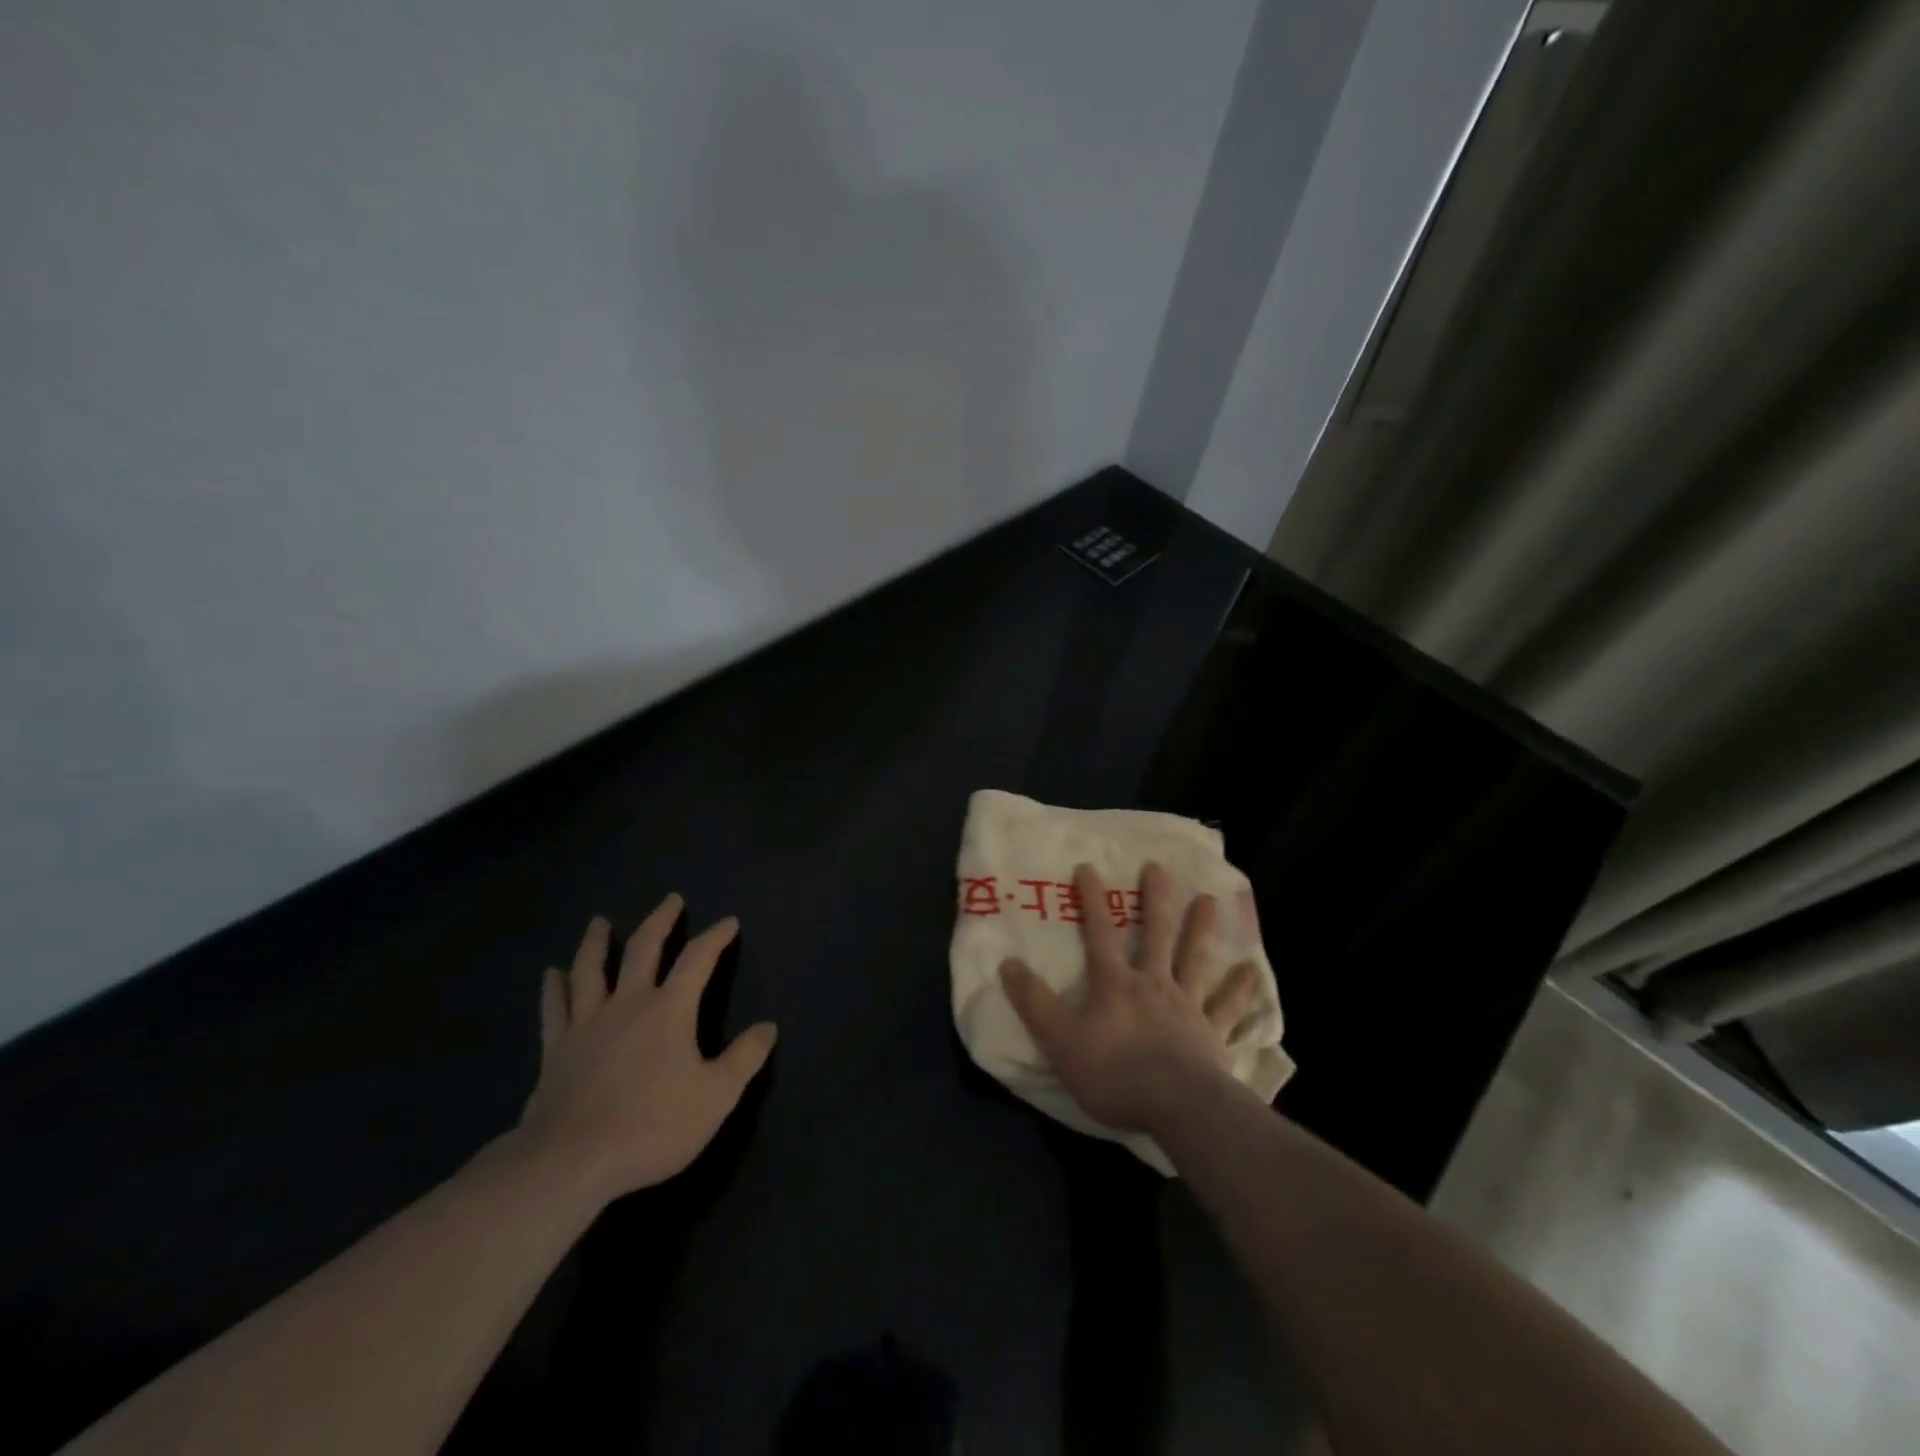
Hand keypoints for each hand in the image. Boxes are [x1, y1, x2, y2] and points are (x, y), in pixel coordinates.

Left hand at [517, 895, 777, 1200]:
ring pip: (591, 970)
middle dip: (661, 921)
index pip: (698, 959)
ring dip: (598, 943)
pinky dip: (554, 988)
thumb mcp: (715, 1096)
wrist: (571, 1162)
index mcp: (669, 1009)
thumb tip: (768, 1027)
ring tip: (600, 922)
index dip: (716, 937)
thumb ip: (744, 1058)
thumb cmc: (652, 1126)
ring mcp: (587, 1024)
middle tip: (671, 900)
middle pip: (644, 949)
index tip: (729, 921)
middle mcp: (627, 1003)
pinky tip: (551, 975)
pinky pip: (554, 1009)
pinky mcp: (556, 1049)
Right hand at [1000, 863, 1260, 1136]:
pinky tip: (1255, 973)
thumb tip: (1006, 963)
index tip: (1088, 867)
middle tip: (1159, 867)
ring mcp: (1188, 1007)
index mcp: (1115, 984)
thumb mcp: (1059, 1039)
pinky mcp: (1213, 1035)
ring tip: (1211, 900)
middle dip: (1155, 899)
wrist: (1176, 1106)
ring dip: (1203, 929)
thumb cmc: (1114, 1072)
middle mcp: (1154, 985)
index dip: (1091, 901)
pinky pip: (1229, 1008)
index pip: (1099, 934)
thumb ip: (1033, 1002)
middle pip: (1156, 934)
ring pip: (1196, 959)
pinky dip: (1241, 990)